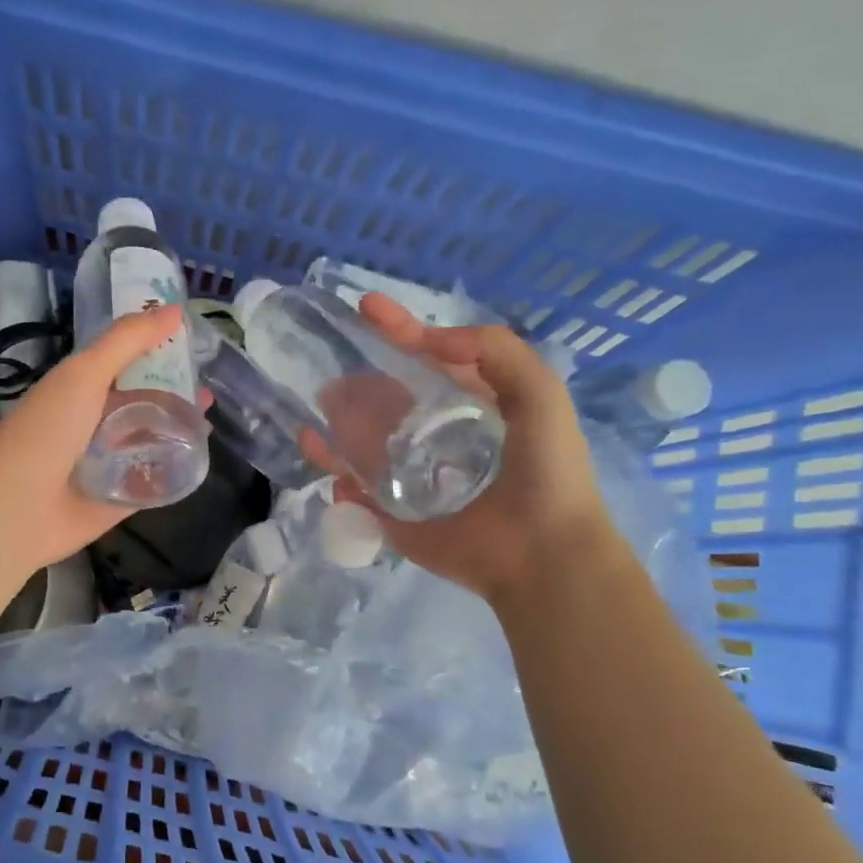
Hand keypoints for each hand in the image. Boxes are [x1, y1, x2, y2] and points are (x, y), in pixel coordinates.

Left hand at [0, 304, 191, 575]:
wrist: (16, 509)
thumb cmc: (46, 431)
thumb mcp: (85, 373)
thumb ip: (127, 341)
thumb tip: (174, 309)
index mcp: (78, 390)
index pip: (123, 364)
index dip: (154, 353)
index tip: (193, 345)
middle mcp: (90, 424)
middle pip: (139, 405)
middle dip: (172, 397)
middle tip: (208, 394)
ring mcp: (103, 465)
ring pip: (147, 444)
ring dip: (175, 434)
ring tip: (207, 425)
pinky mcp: (115, 502)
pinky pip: (149, 484)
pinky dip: (169, 474)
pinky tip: (196, 463)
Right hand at [321, 294, 612, 599]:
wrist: (541, 555)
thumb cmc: (547, 473)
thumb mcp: (539, 394)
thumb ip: (494, 350)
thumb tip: (430, 338)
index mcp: (473, 407)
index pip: (429, 361)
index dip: (400, 331)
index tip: (367, 307)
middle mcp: (438, 437)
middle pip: (388, 400)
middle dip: (359, 381)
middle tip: (332, 369)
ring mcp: (411, 476)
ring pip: (363, 441)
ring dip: (338, 420)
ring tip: (319, 404)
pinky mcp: (392, 513)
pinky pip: (353, 486)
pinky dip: (331, 465)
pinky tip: (315, 445)